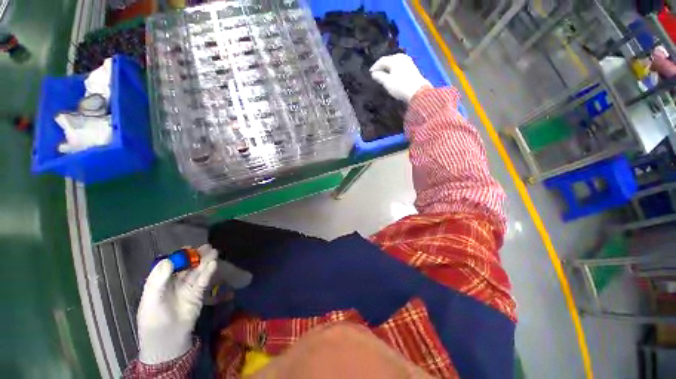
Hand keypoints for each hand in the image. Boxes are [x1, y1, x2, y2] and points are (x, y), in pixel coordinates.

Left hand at [137, 245, 217, 363]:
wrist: (168, 340)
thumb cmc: (154, 320)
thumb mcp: (150, 300)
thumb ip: (157, 280)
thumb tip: (168, 260)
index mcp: (161, 281)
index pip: (171, 264)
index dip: (179, 256)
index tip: (188, 248)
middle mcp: (175, 281)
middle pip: (187, 265)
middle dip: (196, 256)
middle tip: (206, 247)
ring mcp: (188, 287)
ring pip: (197, 271)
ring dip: (205, 261)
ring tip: (214, 252)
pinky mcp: (198, 293)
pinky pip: (203, 280)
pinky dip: (208, 272)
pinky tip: (213, 264)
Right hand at [370, 54, 431, 101]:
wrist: (417, 92)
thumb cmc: (400, 86)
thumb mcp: (387, 82)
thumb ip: (379, 77)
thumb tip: (373, 74)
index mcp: (394, 59)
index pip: (381, 60)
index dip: (375, 67)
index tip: (370, 73)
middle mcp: (401, 57)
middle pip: (389, 60)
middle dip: (382, 66)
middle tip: (376, 73)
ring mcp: (408, 61)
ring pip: (395, 62)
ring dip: (388, 67)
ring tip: (384, 74)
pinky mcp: (412, 67)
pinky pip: (400, 65)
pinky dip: (394, 69)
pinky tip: (393, 74)